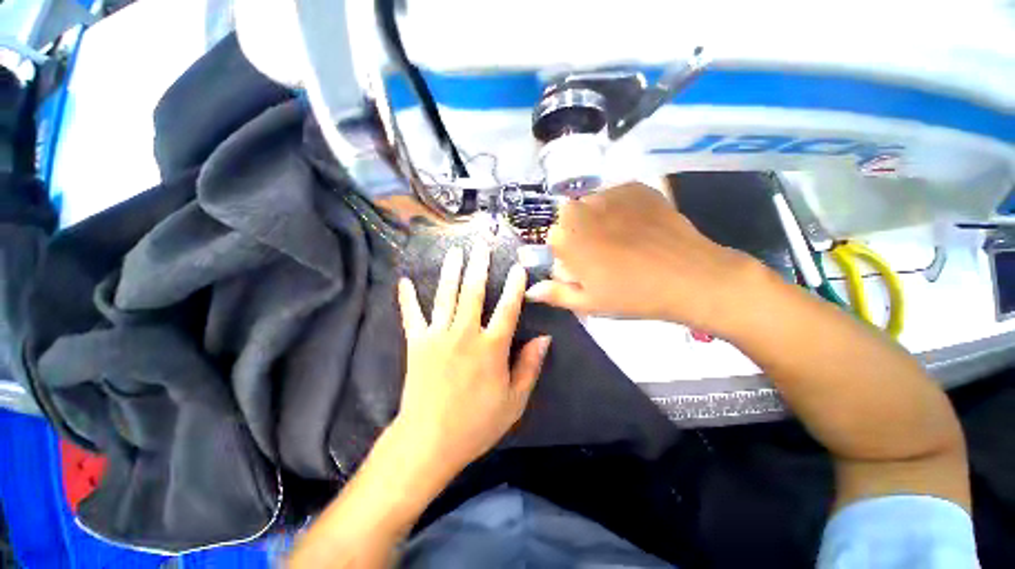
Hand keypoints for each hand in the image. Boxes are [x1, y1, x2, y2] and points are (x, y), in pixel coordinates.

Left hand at [395, 242, 550, 476]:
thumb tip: (545, 340)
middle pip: (473, 292)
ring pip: (446, 296)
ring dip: (451, 271)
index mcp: (491, 347)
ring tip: (455, 252)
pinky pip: (411, 316)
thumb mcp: (514, 401)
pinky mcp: (416, 344)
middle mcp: (465, 334)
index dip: (515, 286)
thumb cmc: (476, 424)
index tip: (518, 267)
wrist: (428, 441)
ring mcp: (438, 336)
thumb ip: (529, 367)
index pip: (508, 309)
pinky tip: (404, 281)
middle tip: (481, 246)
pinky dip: (407, 298)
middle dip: (478, 266)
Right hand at [525, 182, 761, 333]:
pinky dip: (621, 210)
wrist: (689, 277)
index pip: (553, 240)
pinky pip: (616, 197)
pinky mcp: (636, 187)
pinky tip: (639, 228)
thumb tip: (530, 289)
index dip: (568, 256)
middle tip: (604, 256)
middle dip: (580, 235)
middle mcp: (580, 208)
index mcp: (565, 237)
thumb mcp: (588, 302)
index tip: (585, 269)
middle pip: (569, 219)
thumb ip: (555, 293)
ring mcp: (609, 193)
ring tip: (624, 242)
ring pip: (592, 206)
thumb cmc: (631, 295)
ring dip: (599, 221)